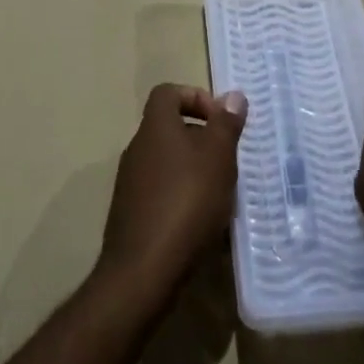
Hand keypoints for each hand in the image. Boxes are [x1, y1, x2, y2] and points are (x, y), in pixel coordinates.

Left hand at [97, 84, 246, 304]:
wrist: (144, 270)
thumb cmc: (187, 202)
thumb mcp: (218, 157)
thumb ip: (226, 124)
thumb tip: (233, 96)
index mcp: (155, 128)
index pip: (168, 93)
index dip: (196, 97)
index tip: (220, 121)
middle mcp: (137, 149)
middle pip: (170, 129)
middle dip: (202, 140)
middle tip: (228, 162)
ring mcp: (130, 183)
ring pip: (168, 162)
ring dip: (195, 171)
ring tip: (221, 195)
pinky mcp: (131, 214)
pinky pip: (161, 192)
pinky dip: (182, 198)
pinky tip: (202, 223)